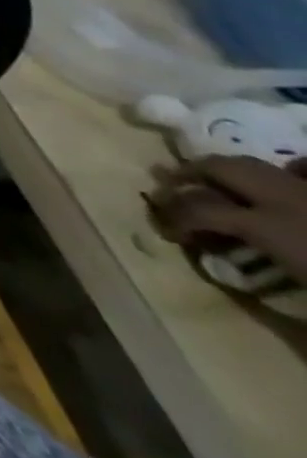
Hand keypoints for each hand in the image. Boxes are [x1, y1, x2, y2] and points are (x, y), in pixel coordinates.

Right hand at [147, 155, 306, 283]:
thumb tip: (228, 273)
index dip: (174, 216)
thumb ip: (271, 292)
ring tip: (220, 184)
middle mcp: (287, 200)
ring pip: (262, 164)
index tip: (166, 231)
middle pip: (221, 168)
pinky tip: (290, 178)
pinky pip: (305, 169)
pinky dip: (294, 171)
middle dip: (191, 175)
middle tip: (172, 188)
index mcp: (271, 227)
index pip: (198, 209)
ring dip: (233, 171)